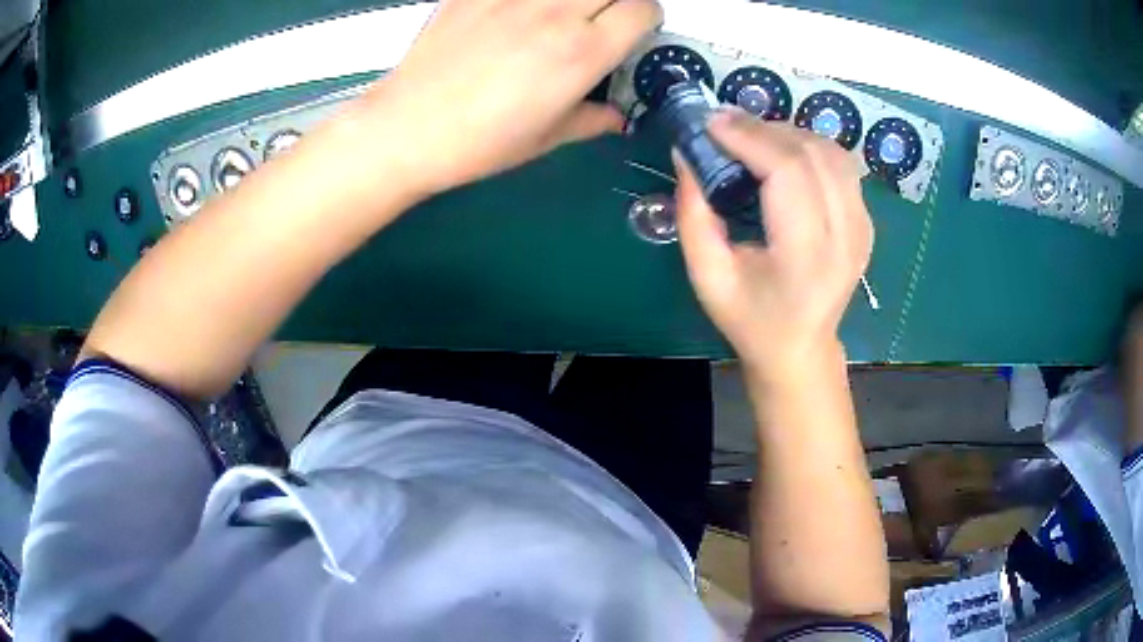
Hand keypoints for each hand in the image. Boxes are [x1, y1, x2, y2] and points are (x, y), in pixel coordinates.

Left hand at [358, 0, 662, 198]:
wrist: (408, 128)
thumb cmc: (478, 142)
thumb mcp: (546, 138)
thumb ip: (591, 119)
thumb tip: (615, 117)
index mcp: (582, 53)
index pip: (644, 9)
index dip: (647, 19)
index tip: (635, 29)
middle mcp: (555, 14)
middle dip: (620, 1)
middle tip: (603, 19)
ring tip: (563, 14)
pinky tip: (520, 13)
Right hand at [675, 110, 872, 380]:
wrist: (800, 349)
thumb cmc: (750, 319)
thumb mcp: (707, 277)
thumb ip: (692, 214)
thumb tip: (686, 155)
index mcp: (806, 256)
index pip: (788, 172)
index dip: (750, 137)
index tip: (712, 123)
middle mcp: (845, 235)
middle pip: (812, 154)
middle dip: (765, 128)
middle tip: (725, 126)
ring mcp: (862, 227)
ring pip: (831, 152)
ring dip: (789, 133)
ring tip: (752, 137)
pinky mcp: (866, 222)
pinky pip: (842, 165)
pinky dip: (810, 147)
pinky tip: (783, 153)